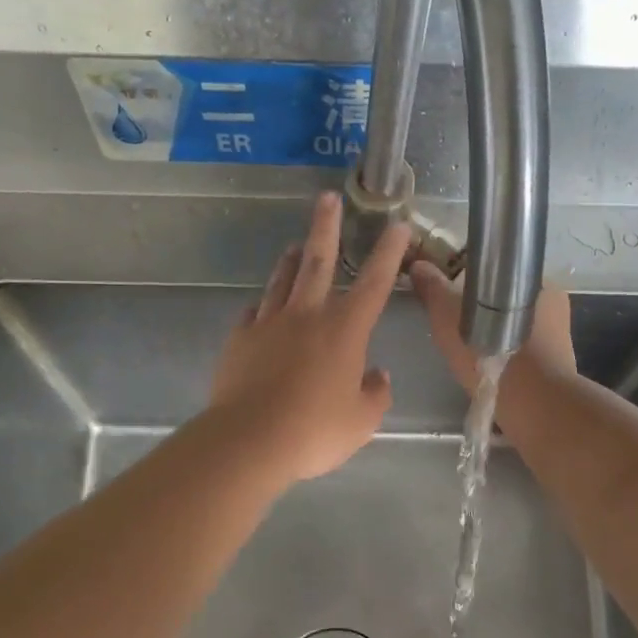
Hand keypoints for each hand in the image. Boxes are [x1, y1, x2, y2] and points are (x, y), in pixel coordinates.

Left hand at [209, 192, 411, 485]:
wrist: (250, 439)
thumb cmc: (315, 430)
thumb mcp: (362, 421)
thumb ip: (376, 394)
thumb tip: (378, 375)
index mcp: (345, 330)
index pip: (375, 283)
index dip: (389, 253)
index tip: (397, 225)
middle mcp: (307, 316)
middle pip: (318, 261)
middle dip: (326, 227)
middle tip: (327, 198)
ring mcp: (269, 324)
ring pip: (282, 281)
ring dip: (290, 260)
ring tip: (294, 245)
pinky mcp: (240, 340)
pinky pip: (253, 313)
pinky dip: (262, 305)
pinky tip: (261, 307)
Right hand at [410, 262, 575, 394]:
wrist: (532, 403)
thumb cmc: (491, 350)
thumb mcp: (449, 315)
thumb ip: (434, 289)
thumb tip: (418, 265)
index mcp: (533, 279)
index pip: (498, 271)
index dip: (472, 280)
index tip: (452, 296)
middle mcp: (553, 301)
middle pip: (507, 299)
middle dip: (484, 309)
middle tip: (457, 328)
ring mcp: (560, 334)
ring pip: (517, 327)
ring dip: (496, 335)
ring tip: (471, 352)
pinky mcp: (558, 365)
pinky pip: (526, 352)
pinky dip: (508, 357)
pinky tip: (489, 369)